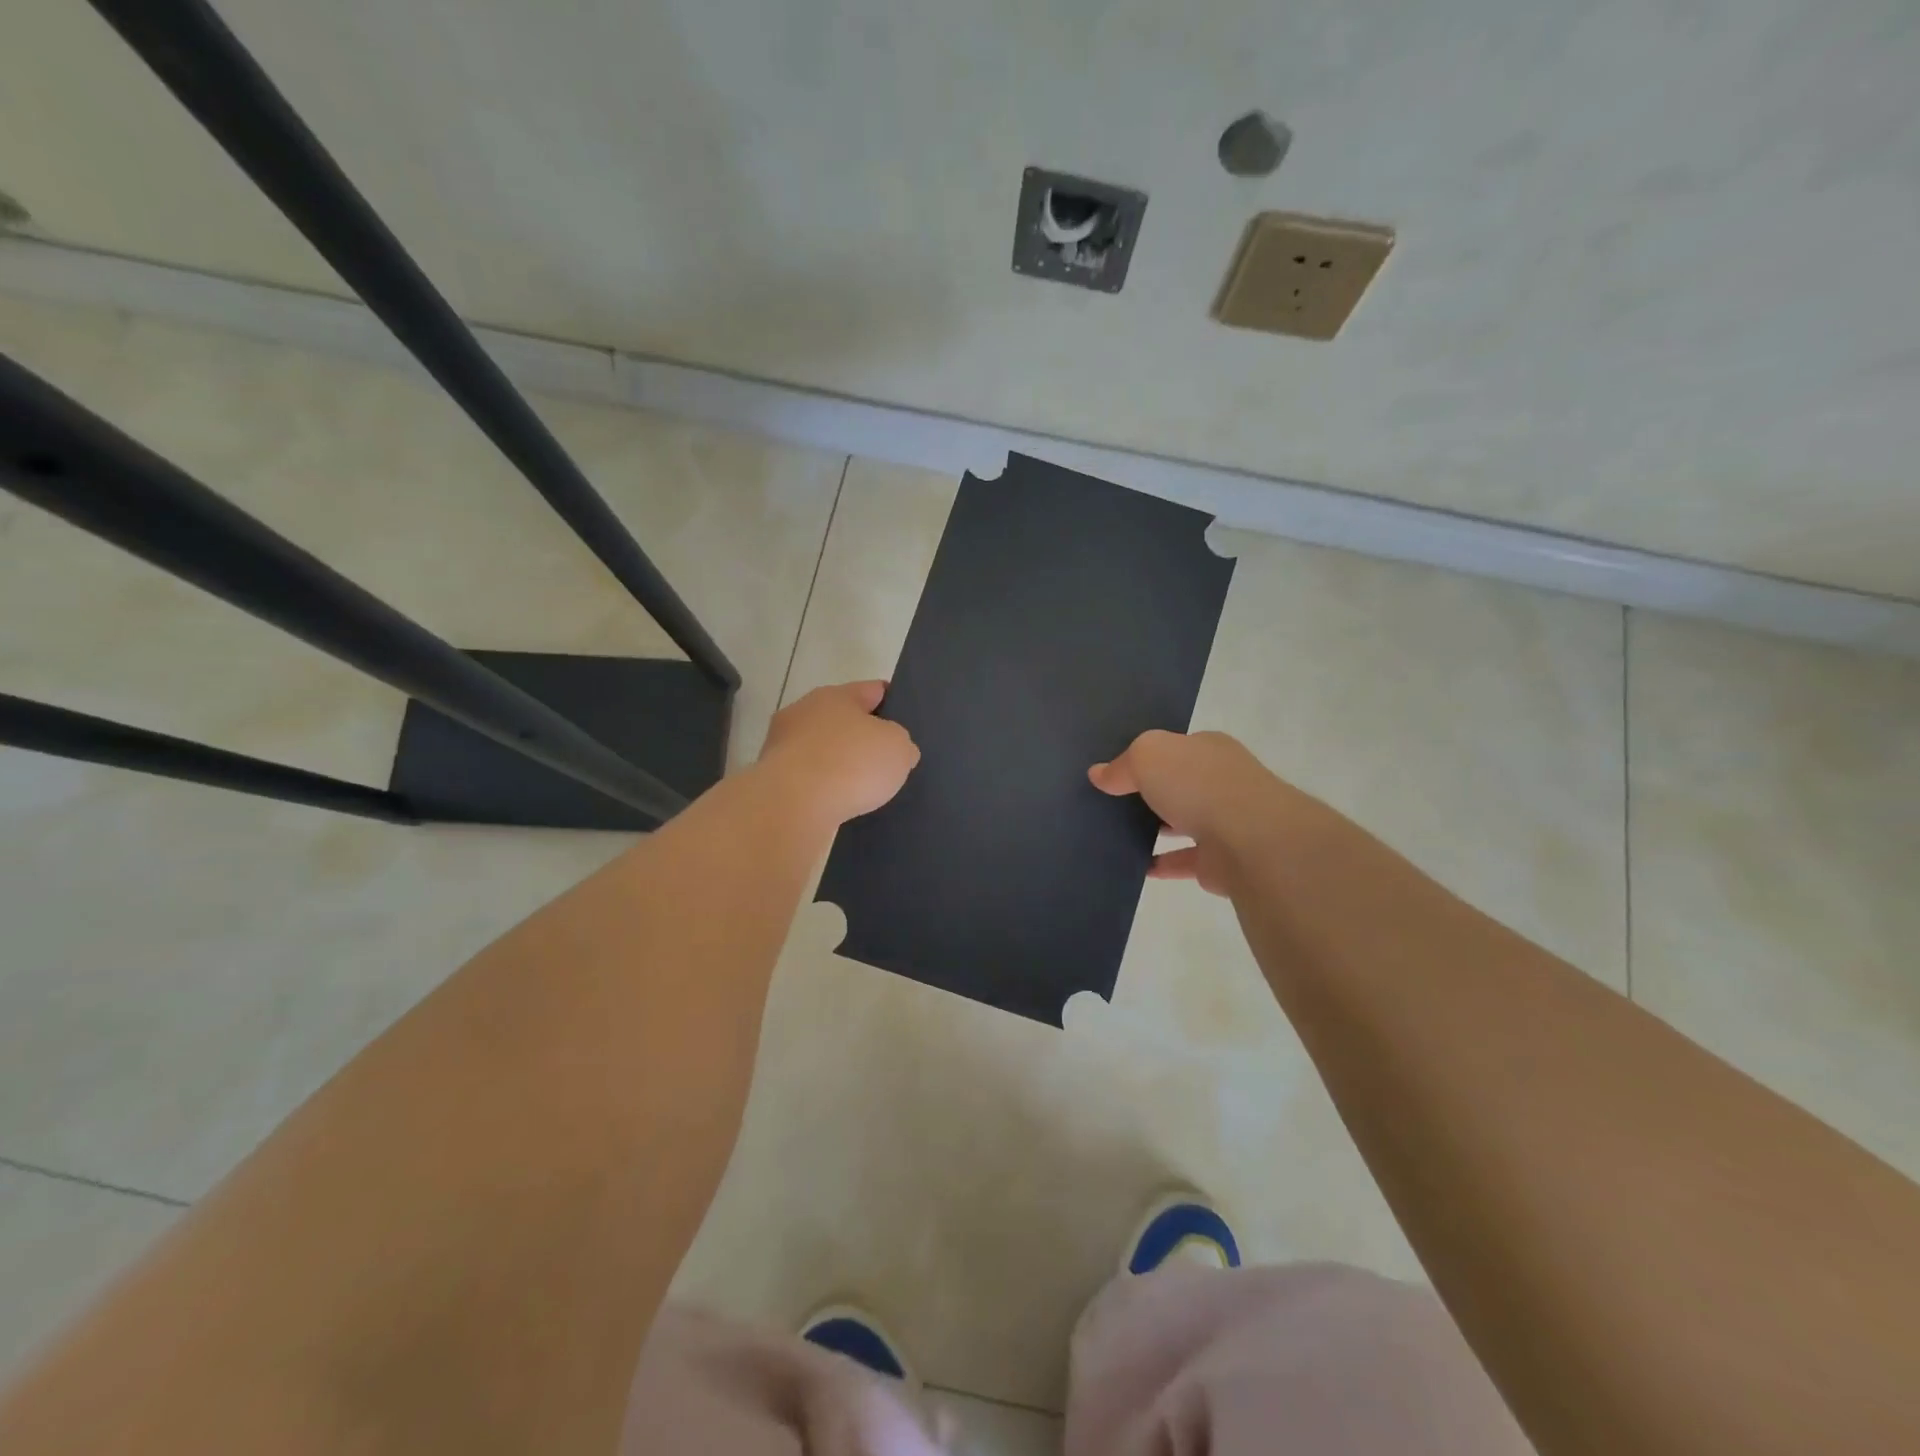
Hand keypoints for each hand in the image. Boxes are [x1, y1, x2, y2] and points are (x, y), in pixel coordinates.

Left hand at [758, 680, 919, 825]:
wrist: (792, 806)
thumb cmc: (851, 764)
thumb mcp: (897, 748)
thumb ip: (901, 743)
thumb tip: (894, 751)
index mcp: (835, 695)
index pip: (872, 690)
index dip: (893, 702)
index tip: (906, 720)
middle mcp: (804, 713)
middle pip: (842, 720)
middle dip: (862, 737)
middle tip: (887, 758)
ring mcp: (782, 746)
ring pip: (822, 751)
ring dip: (840, 765)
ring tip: (864, 788)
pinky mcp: (772, 779)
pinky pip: (808, 779)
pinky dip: (823, 789)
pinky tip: (839, 804)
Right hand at [1089, 730, 1305, 895]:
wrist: (1250, 839)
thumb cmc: (1198, 784)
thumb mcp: (1148, 756)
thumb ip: (1122, 765)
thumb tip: (1098, 774)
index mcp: (1208, 749)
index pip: (1175, 747)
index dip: (1147, 756)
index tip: (1116, 768)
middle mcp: (1221, 781)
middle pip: (1179, 784)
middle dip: (1152, 791)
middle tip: (1111, 801)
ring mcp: (1225, 822)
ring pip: (1183, 822)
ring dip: (1158, 828)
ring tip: (1117, 833)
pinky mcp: (1222, 861)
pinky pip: (1184, 860)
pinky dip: (1163, 863)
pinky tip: (1136, 865)